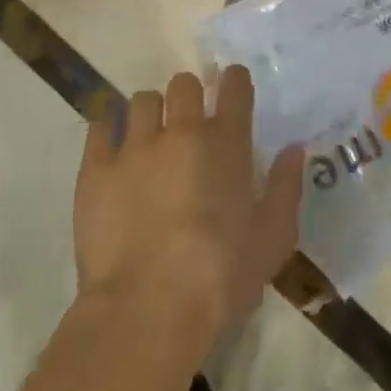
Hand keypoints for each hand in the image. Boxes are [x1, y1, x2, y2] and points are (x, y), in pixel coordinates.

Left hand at [74, 66, 304, 345]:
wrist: (148, 309)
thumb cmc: (222, 276)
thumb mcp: (273, 238)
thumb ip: (285, 187)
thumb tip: (295, 150)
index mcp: (227, 144)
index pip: (234, 88)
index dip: (235, 81)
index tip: (233, 86)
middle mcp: (181, 132)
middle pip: (184, 85)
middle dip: (190, 96)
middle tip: (190, 120)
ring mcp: (134, 147)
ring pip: (142, 101)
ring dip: (152, 112)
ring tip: (151, 136)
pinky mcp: (95, 169)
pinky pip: (100, 125)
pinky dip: (110, 127)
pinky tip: (114, 144)